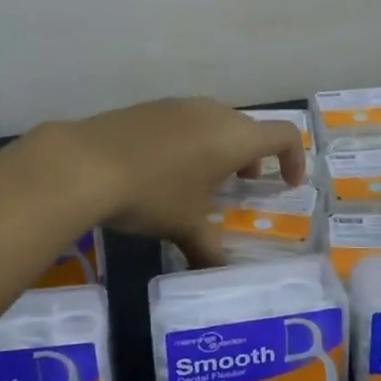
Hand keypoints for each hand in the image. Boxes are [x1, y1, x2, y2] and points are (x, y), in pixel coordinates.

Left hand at [63, 98, 306, 264]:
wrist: (87, 162)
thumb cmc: (152, 194)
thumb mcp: (184, 226)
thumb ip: (208, 250)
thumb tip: (217, 275)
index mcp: (234, 137)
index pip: (284, 135)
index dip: (294, 159)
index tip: (287, 184)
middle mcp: (213, 112)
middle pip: (248, 128)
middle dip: (253, 156)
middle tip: (244, 185)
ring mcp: (179, 105)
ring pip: (215, 121)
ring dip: (221, 147)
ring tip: (204, 178)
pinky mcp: (150, 106)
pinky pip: (185, 120)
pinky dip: (192, 140)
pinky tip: (166, 168)